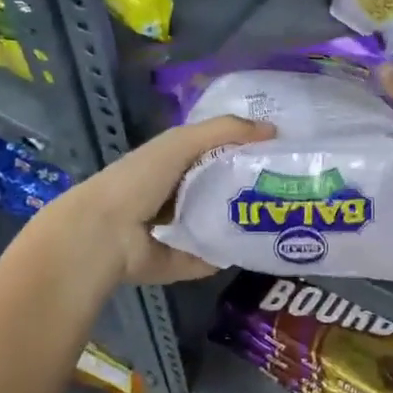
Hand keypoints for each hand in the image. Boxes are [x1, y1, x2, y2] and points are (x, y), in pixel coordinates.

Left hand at [52, 114, 274, 284]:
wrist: (104, 233)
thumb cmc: (141, 179)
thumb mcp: (182, 142)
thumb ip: (225, 130)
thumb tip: (273, 130)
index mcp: (172, 164)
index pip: (215, 154)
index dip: (244, 151)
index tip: (280, 153)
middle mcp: (174, 196)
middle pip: (220, 190)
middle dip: (249, 189)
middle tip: (288, 190)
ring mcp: (176, 231)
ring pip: (218, 225)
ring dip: (242, 224)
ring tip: (280, 220)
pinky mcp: (178, 262)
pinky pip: (211, 257)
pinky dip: (228, 255)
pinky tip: (256, 250)